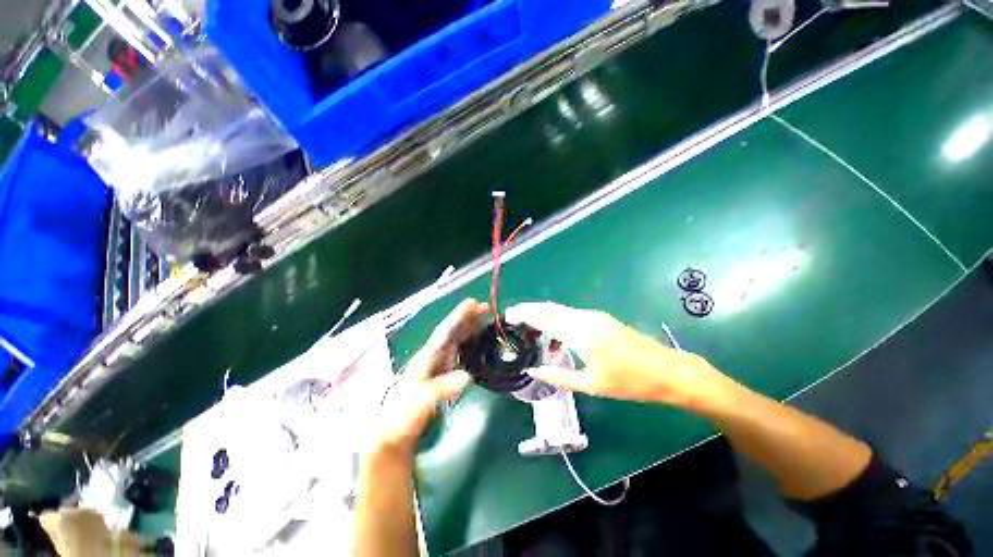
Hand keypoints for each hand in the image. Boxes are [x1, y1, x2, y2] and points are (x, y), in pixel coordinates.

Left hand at [375, 299, 486, 454]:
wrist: (394, 434)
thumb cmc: (403, 417)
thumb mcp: (421, 403)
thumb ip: (442, 389)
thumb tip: (467, 376)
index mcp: (426, 358)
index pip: (445, 332)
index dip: (458, 317)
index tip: (472, 303)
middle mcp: (432, 356)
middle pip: (452, 332)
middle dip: (467, 318)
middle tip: (484, 307)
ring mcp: (437, 364)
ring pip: (456, 340)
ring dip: (469, 328)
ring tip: (483, 319)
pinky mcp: (442, 373)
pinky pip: (458, 352)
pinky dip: (468, 343)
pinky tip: (476, 342)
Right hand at [505, 302, 733, 410]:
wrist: (667, 371)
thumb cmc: (630, 382)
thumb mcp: (592, 385)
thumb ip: (559, 376)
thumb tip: (534, 370)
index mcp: (581, 335)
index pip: (545, 320)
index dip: (525, 316)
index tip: (509, 315)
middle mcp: (585, 319)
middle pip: (550, 309)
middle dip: (530, 310)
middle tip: (513, 315)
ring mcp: (595, 316)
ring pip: (561, 310)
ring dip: (543, 315)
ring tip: (529, 327)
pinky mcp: (601, 318)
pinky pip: (572, 315)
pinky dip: (558, 320)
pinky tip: (555, 337)